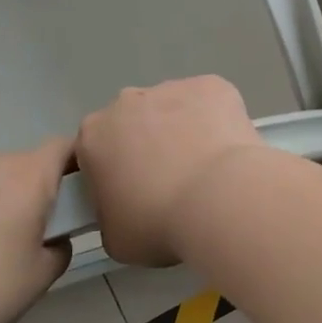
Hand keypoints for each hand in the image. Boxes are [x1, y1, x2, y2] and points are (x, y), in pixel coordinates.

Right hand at [77, 77, 263, 265]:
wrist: (219, 199)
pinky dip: (217, 119)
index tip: (135, 192)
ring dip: (184, 130)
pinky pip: (210, 102)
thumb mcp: (114, 236)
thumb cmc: (158, 223)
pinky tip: (228, 150)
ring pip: (174, 109)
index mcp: (94, 135)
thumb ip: (110, 213)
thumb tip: (125, 208)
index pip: (97, 148)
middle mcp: (127, 102)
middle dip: (149, 144)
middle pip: (134, 122)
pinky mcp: (211, 85)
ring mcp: (172, 88)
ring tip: (207, 169)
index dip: (115, 170)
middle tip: (173, 180)